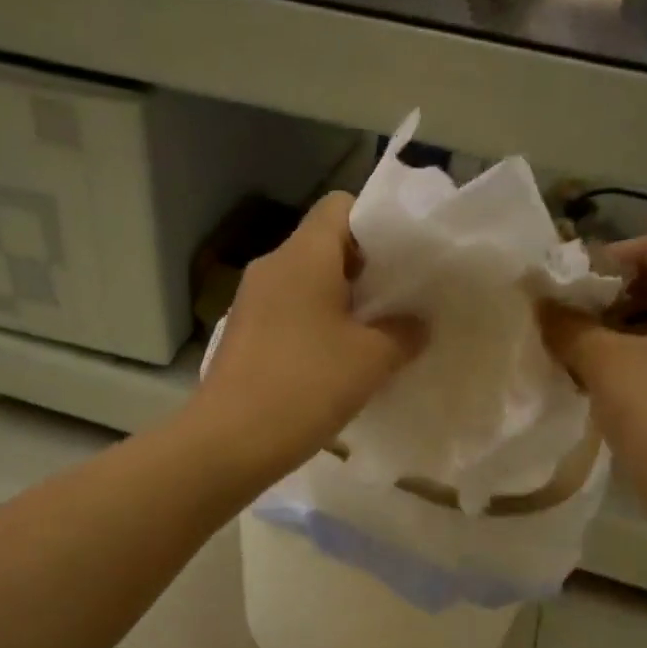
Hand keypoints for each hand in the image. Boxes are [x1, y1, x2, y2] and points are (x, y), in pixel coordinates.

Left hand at [195, 192, 425, 476]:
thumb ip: (404, 333)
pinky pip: (288, 314)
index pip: (341, 205)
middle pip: (325, 246)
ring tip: (373, 338)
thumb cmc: (306, 386)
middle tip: (399, 304)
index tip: (402, 262)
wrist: (229, 442)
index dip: (377, 224)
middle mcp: (272, 266)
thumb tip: (417, 323)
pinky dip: (315, 327)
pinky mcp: (243, 335)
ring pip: (306, 283)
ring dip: (341, 304)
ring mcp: (251, 301)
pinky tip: (335, 364)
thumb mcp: (371, 360)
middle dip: (365, 270)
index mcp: (303, 254)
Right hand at [540, 234, 646, 515]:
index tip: (563, 290)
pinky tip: (605, 379)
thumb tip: (538, 300)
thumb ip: (568, 324)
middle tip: (566, 321)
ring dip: (622, 330)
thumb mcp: (606, 364)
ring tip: (577, 352)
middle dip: (610, 299)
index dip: (604, 261)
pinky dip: (643, 354)